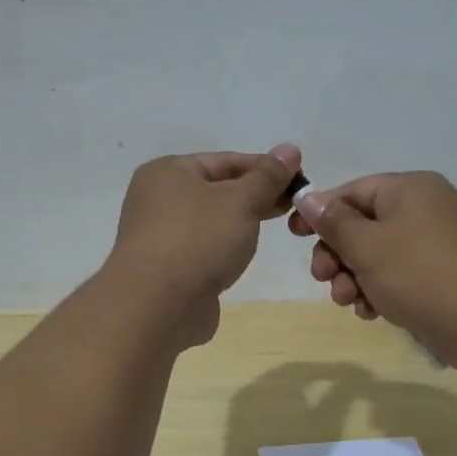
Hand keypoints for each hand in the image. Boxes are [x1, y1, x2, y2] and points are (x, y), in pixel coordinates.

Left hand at [108, 144, 302, 344]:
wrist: (157, 306)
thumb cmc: (198, 239)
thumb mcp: (240, 201)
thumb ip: (267, 177)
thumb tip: (290, 149)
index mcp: (167, 172)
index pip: (225, 160)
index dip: (265, 167)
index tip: (300, 178)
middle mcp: (156, 200)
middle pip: (216, 190)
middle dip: (255, 196)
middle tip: (294, 204)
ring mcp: (159, 237)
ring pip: (210, 222)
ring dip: (240, 223)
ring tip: (276, 228)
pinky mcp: (166, 270)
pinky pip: (203, 250)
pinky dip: (224, 249)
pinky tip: (243, 256)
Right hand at [289, 171, 456, 369]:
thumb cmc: (423, 275)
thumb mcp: (368, 246)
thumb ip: (334, 222)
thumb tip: (308, 197)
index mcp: (408, 190)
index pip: (351, 192)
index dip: (319, 212)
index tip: (293, 236)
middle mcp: (423, 210)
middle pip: (362, 226)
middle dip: (337, 255)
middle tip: (324, 279)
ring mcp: (434, 245)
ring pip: (377, 256)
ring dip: (354, 278)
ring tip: (349, 301)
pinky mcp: (441, 277)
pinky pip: (398, 276)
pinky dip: (380, 291)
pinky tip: (372, 313)